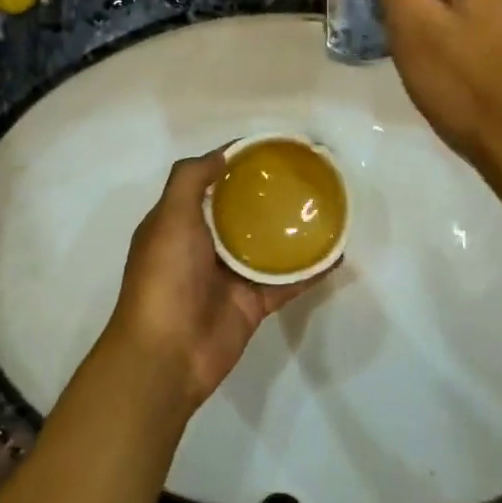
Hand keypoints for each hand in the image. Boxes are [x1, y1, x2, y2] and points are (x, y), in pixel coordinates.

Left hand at [102, 150, 322, 410]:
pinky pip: (287, 281)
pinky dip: (310, 270)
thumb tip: (222, 154)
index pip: (210, 183)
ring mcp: (230, 276)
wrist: (168, 354)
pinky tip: (336, 254)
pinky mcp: (253, 303)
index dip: (235, 163)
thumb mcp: (169, 217)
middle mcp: (204, 246)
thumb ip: (191, 180)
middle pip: (242, 212)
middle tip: (305, 175)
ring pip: (268, 246)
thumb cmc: (165, 277)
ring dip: (293, 230)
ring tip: (326, 208)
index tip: (269, 149)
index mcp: (179, 223)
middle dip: (268, 195)